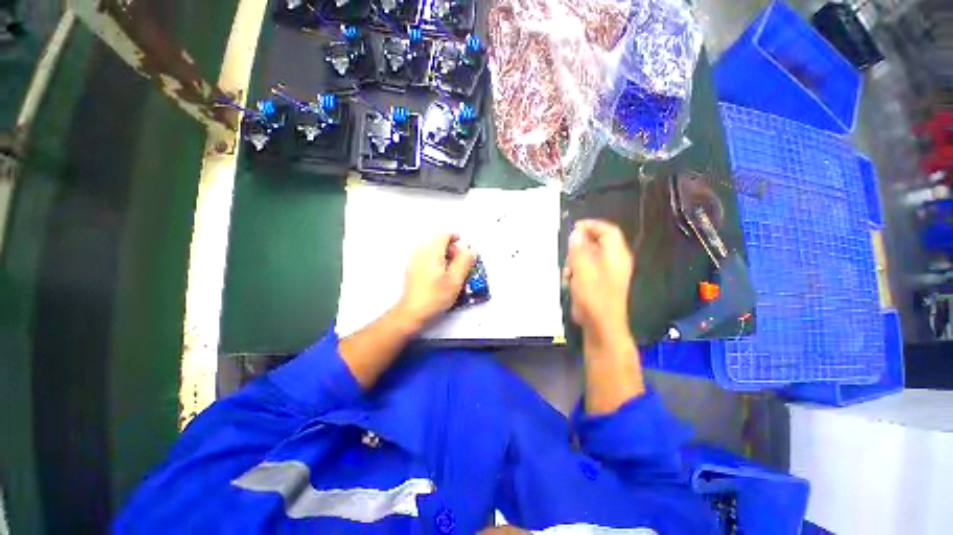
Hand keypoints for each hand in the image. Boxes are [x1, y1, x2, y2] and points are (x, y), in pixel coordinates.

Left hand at [394, 233, 475, 329]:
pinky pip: (427, 258)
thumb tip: (470, 250)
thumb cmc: (435, 296)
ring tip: (453, 271)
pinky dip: (437, 261)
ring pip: (433, 250)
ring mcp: (414, 261)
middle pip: (438, 242)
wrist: (412, 312)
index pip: (444, 235)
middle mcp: (421, 252)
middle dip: (452, 249)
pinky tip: (441, 276)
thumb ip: (464, 261)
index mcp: (431, 252)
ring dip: (445, 256)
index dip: (456, 238)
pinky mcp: (412, 269)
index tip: (465, 247)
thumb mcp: (455, 279)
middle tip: (461, 263)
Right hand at [565, 220, 633, 342]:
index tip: (573, 227)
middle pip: (595, 243)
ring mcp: (605, 273)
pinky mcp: (597, 282)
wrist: (600, 325)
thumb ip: (579, 249)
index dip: (592, 225)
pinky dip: (575, 272)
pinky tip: (569, 282)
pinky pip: (584, 269)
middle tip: (568, 256)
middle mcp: (613, 261)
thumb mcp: (584, 270)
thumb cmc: (595, 297)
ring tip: (568, 273)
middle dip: (578, 248)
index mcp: (616, 255)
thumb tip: (576, 233)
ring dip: (574, 262)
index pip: (608, 230)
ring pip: (587, 257)